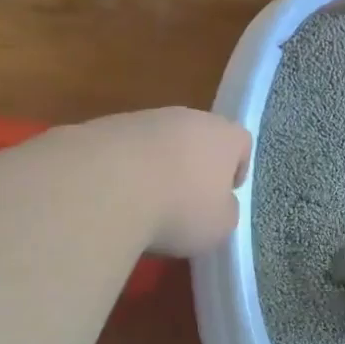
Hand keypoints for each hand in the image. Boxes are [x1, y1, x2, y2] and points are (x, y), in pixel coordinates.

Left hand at [84, 107, 251, 256]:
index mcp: (223, 135)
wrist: (106, 186)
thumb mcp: (219, 226)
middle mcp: (186, 117)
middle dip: (193, 167)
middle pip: (198, 139)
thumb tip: (217, 205)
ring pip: (159, 143)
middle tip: (185, 202)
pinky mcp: (104, 127)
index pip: (240, 143)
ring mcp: (143, 118)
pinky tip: (114, 197)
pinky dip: (124, 170)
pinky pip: (124, 151)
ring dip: (156, 167)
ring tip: (144, 203)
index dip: (236, 169)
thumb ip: (225, 211)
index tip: (224, 196)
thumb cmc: (179, 208)